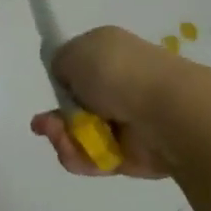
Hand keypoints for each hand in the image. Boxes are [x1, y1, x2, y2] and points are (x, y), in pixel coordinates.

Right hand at [31, 25, 182, 178]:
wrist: (166, 113)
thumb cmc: (118, 72)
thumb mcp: (74, 52)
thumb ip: (60, 62)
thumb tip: (66, 77)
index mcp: (111, 53)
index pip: (79, 67)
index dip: (61, 79)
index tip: (53, 87)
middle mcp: (119, 85)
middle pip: (74, 105)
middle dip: (54, 116)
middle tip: (45, 124)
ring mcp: (124, 121)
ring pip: (79, 134)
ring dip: (62, 137)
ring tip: (60, 138)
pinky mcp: (128, 155)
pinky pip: (92, 158)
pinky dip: (78, 157)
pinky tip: (73, 151)